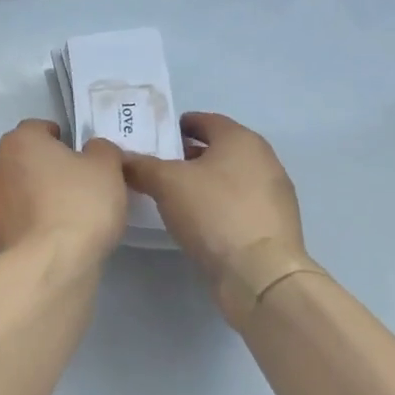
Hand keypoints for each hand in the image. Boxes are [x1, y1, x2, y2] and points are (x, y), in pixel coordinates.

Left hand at [0, 119, 127, 276]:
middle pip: (25, 158)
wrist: (50, 264)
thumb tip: (93, 150)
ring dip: (37, 194)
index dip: (62, 138)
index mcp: (19, 140)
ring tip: (67, 213)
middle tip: (77, 184)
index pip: (39, 128)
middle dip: (47, 166)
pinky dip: (32, 220)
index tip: (80, 156)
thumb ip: (101, 150)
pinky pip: (17, 216)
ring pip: (18, 188)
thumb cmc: (79, 204)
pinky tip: (54, 235)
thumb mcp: (107, 168)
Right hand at [120, 112, 314, 325]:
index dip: (176, 126)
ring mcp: (274, 193)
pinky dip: (217, 204)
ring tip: (171, 196)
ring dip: (202, 182)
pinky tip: (196, 220)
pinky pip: (238, 203)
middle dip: (186, 156)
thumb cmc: (213, 212)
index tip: (153, 138)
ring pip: (228, 177)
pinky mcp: (275, 225)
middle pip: (217, 149)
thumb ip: (139, 165)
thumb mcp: (165, 183)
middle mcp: (263, 159)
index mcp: (240, 139)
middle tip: (155, 167)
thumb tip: (119, 158)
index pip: (204, 120)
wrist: (261, 275)